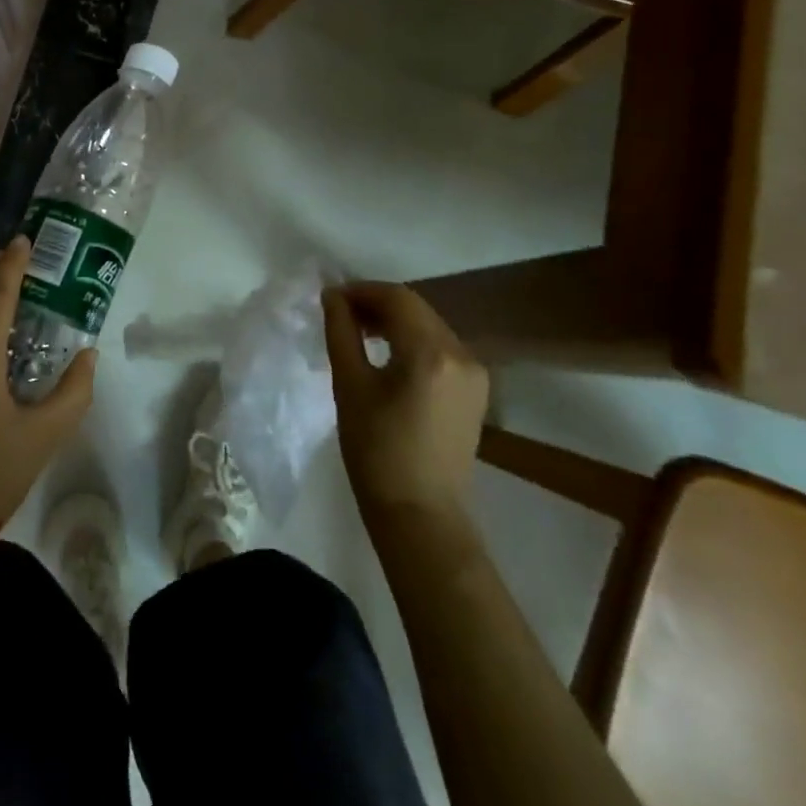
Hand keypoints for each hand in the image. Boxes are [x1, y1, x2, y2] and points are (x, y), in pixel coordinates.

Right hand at [324, 283, 488, 526]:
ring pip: (429, 325)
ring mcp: (474, 372)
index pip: (396, 298)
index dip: (361, 290)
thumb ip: (342, 332)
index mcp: (431, 353)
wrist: (420, 514)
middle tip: (341, 314)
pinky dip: (412, 340)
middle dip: (376, 303)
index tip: (331, 298)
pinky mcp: (475, 390)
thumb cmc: (376, 451)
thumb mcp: (350, 386)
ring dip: (394, 320)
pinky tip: (387, 353)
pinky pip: (440, 347)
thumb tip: (333, 296)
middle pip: (416, 308)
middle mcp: (461, 354)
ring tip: (359, 332)